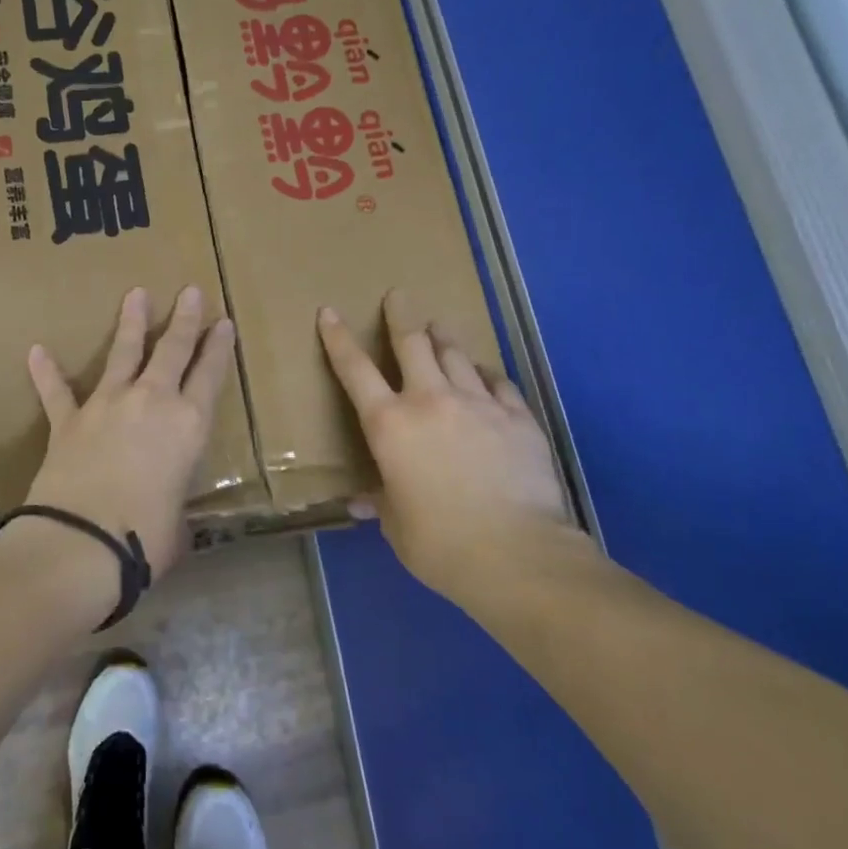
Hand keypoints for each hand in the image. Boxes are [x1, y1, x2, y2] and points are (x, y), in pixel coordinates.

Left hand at [20, 286, 233, 582]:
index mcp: (189, 425)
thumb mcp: (178, 523)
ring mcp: (107, 406)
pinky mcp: (69, 420)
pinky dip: (46, 372)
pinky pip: (57, 391)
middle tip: (190, 290)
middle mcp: (151, 402)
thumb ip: (175, 506)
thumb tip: (168, 516)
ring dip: (131, 323)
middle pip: (172, 350)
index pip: (210, 375)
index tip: (224, 321)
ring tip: (136, 294)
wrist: (81, 542)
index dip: (219, 347)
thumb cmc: (145, 537)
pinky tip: (36, 351)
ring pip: (123, 354)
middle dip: (184, 319)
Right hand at [318, 290, 583, 591]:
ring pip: (456, 355)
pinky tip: (484, 375)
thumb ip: (382, 502)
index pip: (354, 370)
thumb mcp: (397, 524)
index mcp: (390, 425)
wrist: (516, 553)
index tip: (329, 312)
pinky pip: (498, 382)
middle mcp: (430, 401)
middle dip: (400, 315)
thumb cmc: (439, 543)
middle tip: (398, 295)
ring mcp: (478, 404)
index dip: (338, 339)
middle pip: (412, 343)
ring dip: (443, 338)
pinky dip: (485, 375)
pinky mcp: (518, 417)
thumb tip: (363, 503)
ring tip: (438, 327)